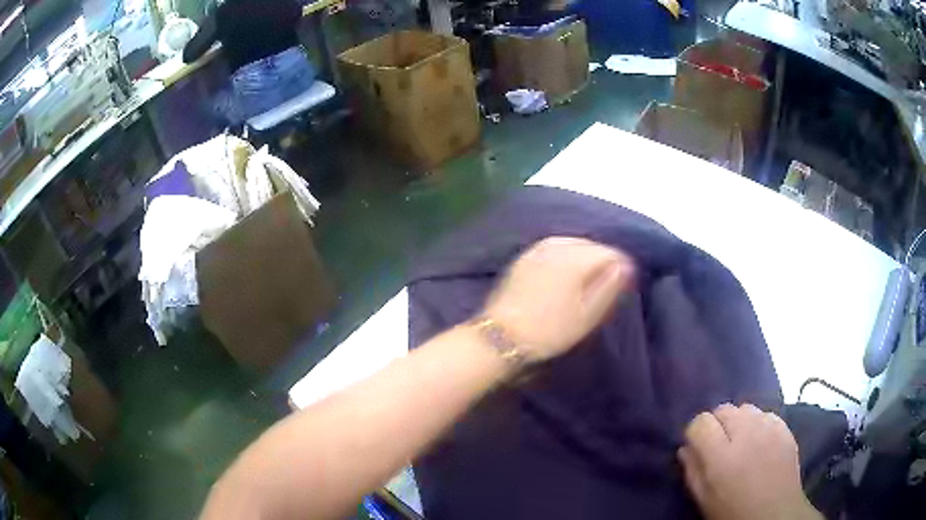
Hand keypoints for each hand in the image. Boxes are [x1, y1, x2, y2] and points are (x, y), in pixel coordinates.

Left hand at [482, 236, 633, 361]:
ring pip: (572, 245)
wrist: (501, 336)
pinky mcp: (523, 257)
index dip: (621, 269)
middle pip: (591, 246)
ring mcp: (538, 249)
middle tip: (604, 288)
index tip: (622, 289)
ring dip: (583, 259)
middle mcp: (558, 244)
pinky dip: (564, 259)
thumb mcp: (587, 315)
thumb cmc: (550, 329)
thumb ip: (610, 286)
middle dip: (602, 262)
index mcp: (577, 257)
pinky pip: (554, 249)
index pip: (611, 252)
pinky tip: (563, 276)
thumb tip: (625, 265)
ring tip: (585, 284)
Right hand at [679, 404, 822, 519]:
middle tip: (718, 445)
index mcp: (721, 455)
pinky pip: (766, 414)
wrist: (774, 514)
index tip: (697, 446)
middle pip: (723, 408)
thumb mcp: (704, 499)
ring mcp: (769, 427)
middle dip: (717, 423)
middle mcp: (746, 433)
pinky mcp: (785, 427)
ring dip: (738, 421)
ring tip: (740, 441)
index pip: (701, 421)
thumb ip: (692, 471)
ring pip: (746, 407)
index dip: (695, 432)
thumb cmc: (733, 512)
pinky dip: (758, 423)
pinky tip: (759, 442)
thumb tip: (686, 448)